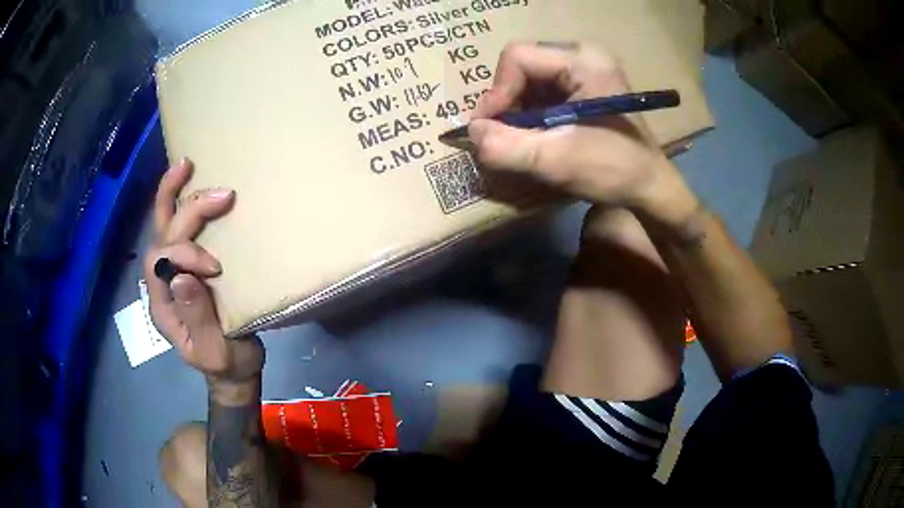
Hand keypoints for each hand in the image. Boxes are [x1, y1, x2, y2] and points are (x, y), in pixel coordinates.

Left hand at [143, 159, 263, 396]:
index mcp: (162, 304)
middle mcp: (162, 282)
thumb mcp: (214, 350)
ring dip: (174, 193)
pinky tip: (194, 183)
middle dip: (187, 210)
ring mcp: (173, 271)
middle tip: (222, 195)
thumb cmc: (225, 363)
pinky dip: (183, 202)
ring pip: (164, 224)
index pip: (160, 261)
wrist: (232, 370)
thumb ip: (196, 317)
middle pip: (161, 234)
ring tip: (188, 164)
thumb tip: (182, 276)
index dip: (186, 253)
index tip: (216, 268)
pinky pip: (179, 228)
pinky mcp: (189, 264)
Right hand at [470, 43, 697, 227]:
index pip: (518, 58)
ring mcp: (585, 69)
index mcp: (583, 60)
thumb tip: (471, 132)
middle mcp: (584, 55)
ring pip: (529, 77)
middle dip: (507, 101)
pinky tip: (537, 135)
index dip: (497, 92)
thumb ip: (507, 146)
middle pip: (522, 65)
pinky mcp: (584, 85)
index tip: (490, 129)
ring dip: (517, 109)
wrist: (650, 187)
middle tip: (504, 135)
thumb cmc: (614, 171)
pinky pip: (542, 89)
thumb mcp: (556, 161)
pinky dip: (531, 112)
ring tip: (522, 139)